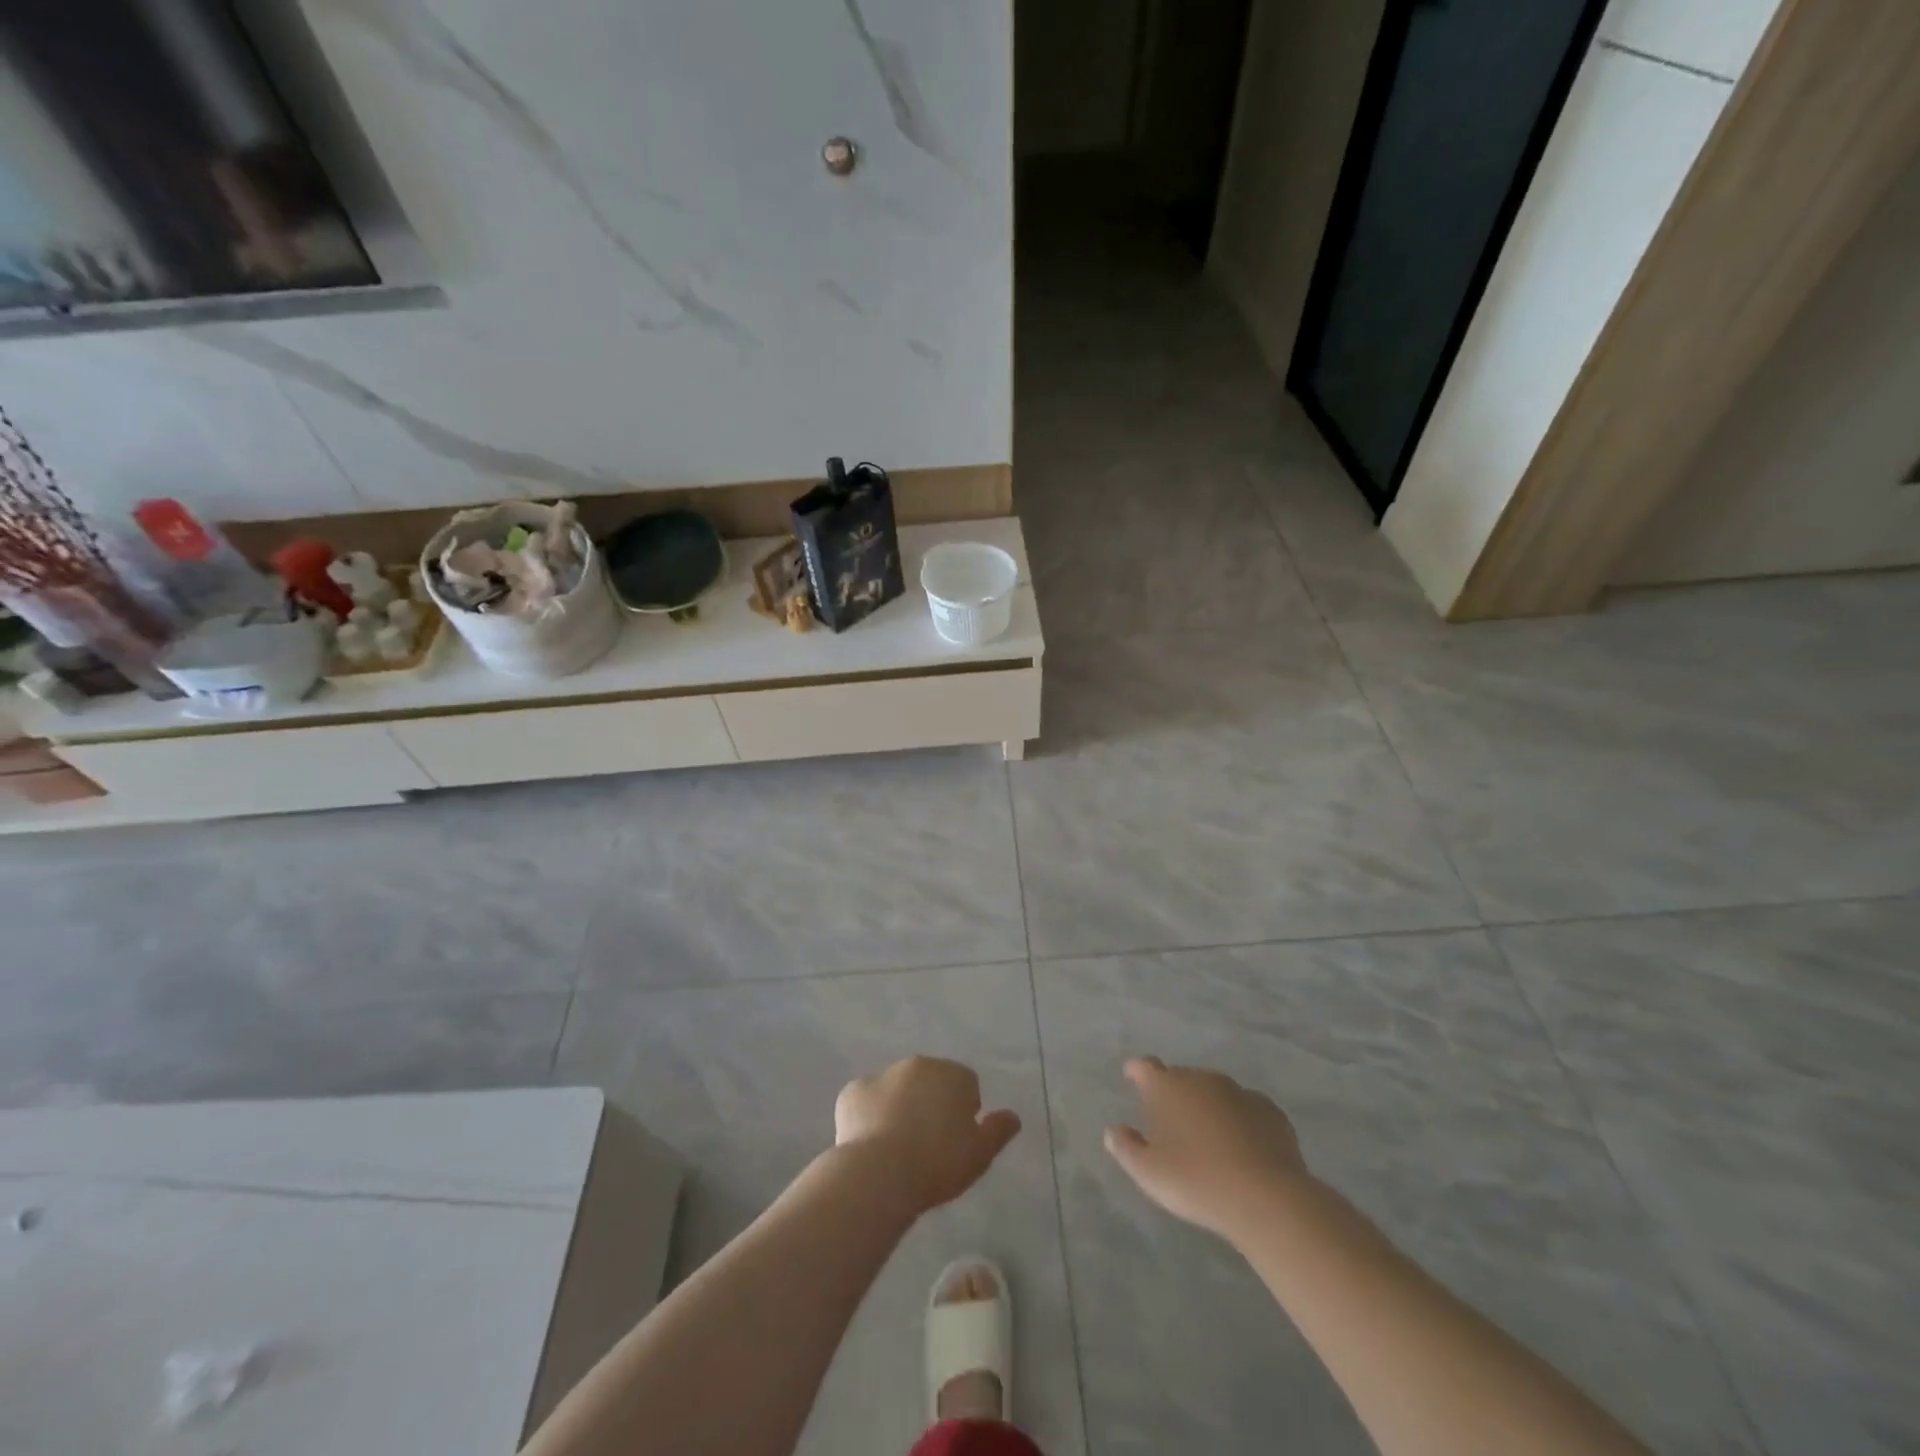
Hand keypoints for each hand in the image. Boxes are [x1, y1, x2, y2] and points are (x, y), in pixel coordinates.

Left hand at [835, 1056, 1021, 1214]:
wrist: (880, 1172)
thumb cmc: (938, 1163)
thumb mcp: (980, 1154)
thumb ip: (998, 1131)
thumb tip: (1013, 1117)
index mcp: (951, 1074)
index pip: (966, 1084)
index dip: (964, 1111)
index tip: (957, 1140)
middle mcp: (917, 1065)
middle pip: (930, 1081)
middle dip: (931, 1103)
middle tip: (928, 1144)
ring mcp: (881, 1075)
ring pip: (896, 1089)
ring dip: (899, 1107)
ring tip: (897, 1148)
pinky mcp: (852, 1092)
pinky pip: (866, 1102)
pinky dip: (869, 1116)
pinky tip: (870, 1145)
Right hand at [1105, 1057, 1309, 1239]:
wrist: (1266, 1198)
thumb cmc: (1196, 1181)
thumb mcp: (1148, 1173)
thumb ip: (1126, 1148)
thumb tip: (1113, 1131)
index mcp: (1167, 1087)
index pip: (1145, 1066)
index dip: (1137, 1072)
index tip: (1133, 1079)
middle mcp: (1201, 1079)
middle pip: (1182, 1079)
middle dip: (1175, 1095)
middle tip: (1174, 1127)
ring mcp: (1239, 1092)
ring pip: (1215, 1092)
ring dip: (1208, 1108)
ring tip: (1209, 1141)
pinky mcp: (1270, 1111)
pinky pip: (1247, 1109)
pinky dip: (1241, 1121)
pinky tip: (1244, 1148)